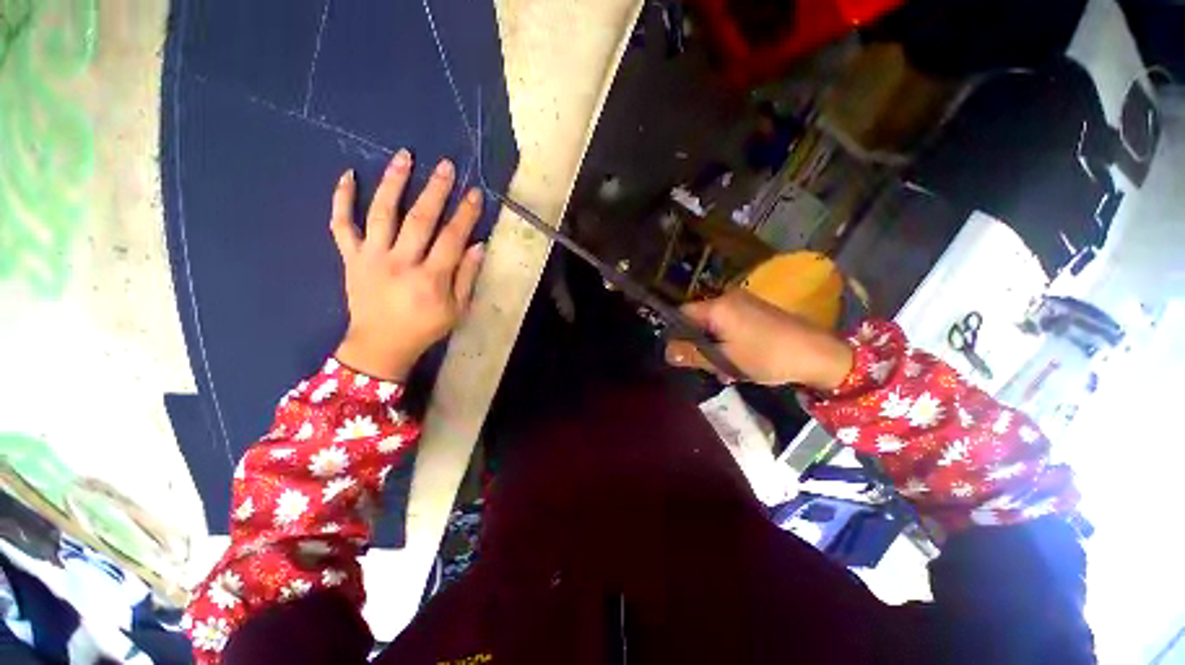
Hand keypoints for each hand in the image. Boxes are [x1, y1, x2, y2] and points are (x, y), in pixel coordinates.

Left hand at [330, 150, 484, 380]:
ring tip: (404, 157)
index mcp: (430, 279)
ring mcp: (371, 257)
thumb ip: (467, 277)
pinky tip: (347, 175)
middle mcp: (400, 262)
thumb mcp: (457, 310)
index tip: (474, 193)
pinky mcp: (351, 258)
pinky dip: (341, 200)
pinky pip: (341, 225)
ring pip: (381, 213)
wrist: (380, 345)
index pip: (452, 238)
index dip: (465, 215)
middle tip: (445, 165)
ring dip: (393, 182)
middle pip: (419, 219)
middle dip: (435, 190)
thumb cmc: (425, 328)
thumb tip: (478, 245)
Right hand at [665, 289, 853, 390]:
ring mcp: (745, 302)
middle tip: (707, 366)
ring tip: (726, 369)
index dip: (677, 333)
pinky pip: (731, 323)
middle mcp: (728, 298)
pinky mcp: (757, 310)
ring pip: (715, 324)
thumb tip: (666, 352)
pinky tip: (739, 359)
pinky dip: (729, 340)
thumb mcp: (725, 360)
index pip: (682, 314)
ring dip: (715, 345)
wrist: (818, 354)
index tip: (681, 354)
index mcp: (718, 306)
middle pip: (699, 319)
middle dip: (699, 343)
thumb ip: (692, 354)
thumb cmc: (767, 356)